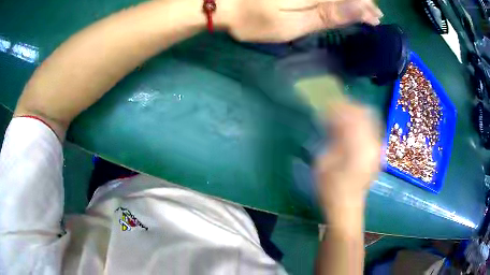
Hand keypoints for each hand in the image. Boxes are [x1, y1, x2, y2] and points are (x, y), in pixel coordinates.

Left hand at [222, 0, 381, 41]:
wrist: (223, 2)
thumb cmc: (255, 19)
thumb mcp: (293, 24)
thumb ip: (328, 15)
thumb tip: (361, 10)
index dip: (367, 9)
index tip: (375, 22)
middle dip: (363, 3)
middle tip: (372, 17)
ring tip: (364, 10)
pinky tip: (343, 3)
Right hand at [314, 103, 380, 222]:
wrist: (347, 206)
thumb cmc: (330, 188)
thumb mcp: (324, 161)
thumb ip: (332, 137)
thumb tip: (334, 121)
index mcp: (358, 146)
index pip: (351, 115)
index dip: (338, 107)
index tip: (326, 105)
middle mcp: (372, 144)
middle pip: (364, 113)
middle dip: (348, 107)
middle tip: (334, 109)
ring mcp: (378, 148)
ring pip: (370, 119)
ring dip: (355, 114)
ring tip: (342, 116)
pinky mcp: (378, 152)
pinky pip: (373, 129)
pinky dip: (362, 123)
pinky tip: (352, 128)